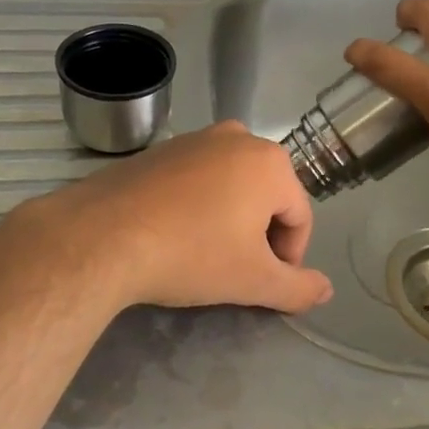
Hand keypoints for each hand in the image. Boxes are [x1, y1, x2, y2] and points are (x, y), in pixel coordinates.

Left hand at [0, 121, 332, 315]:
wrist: (103, 234)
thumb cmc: (191, 253)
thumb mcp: (253, 280)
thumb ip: (297, 288)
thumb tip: (325, 290)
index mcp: (270, 162)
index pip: (300, 217)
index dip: (290, 257)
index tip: (266, 285)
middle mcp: (238, 137)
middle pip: (268, 196)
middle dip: (260, 235)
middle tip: (237, 271)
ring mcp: (196, 138)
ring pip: (232, 186)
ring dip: (230, 219)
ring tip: (204, 254)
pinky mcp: (161, 149)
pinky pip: (197, 179)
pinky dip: (198, 205)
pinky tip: (175, 233)